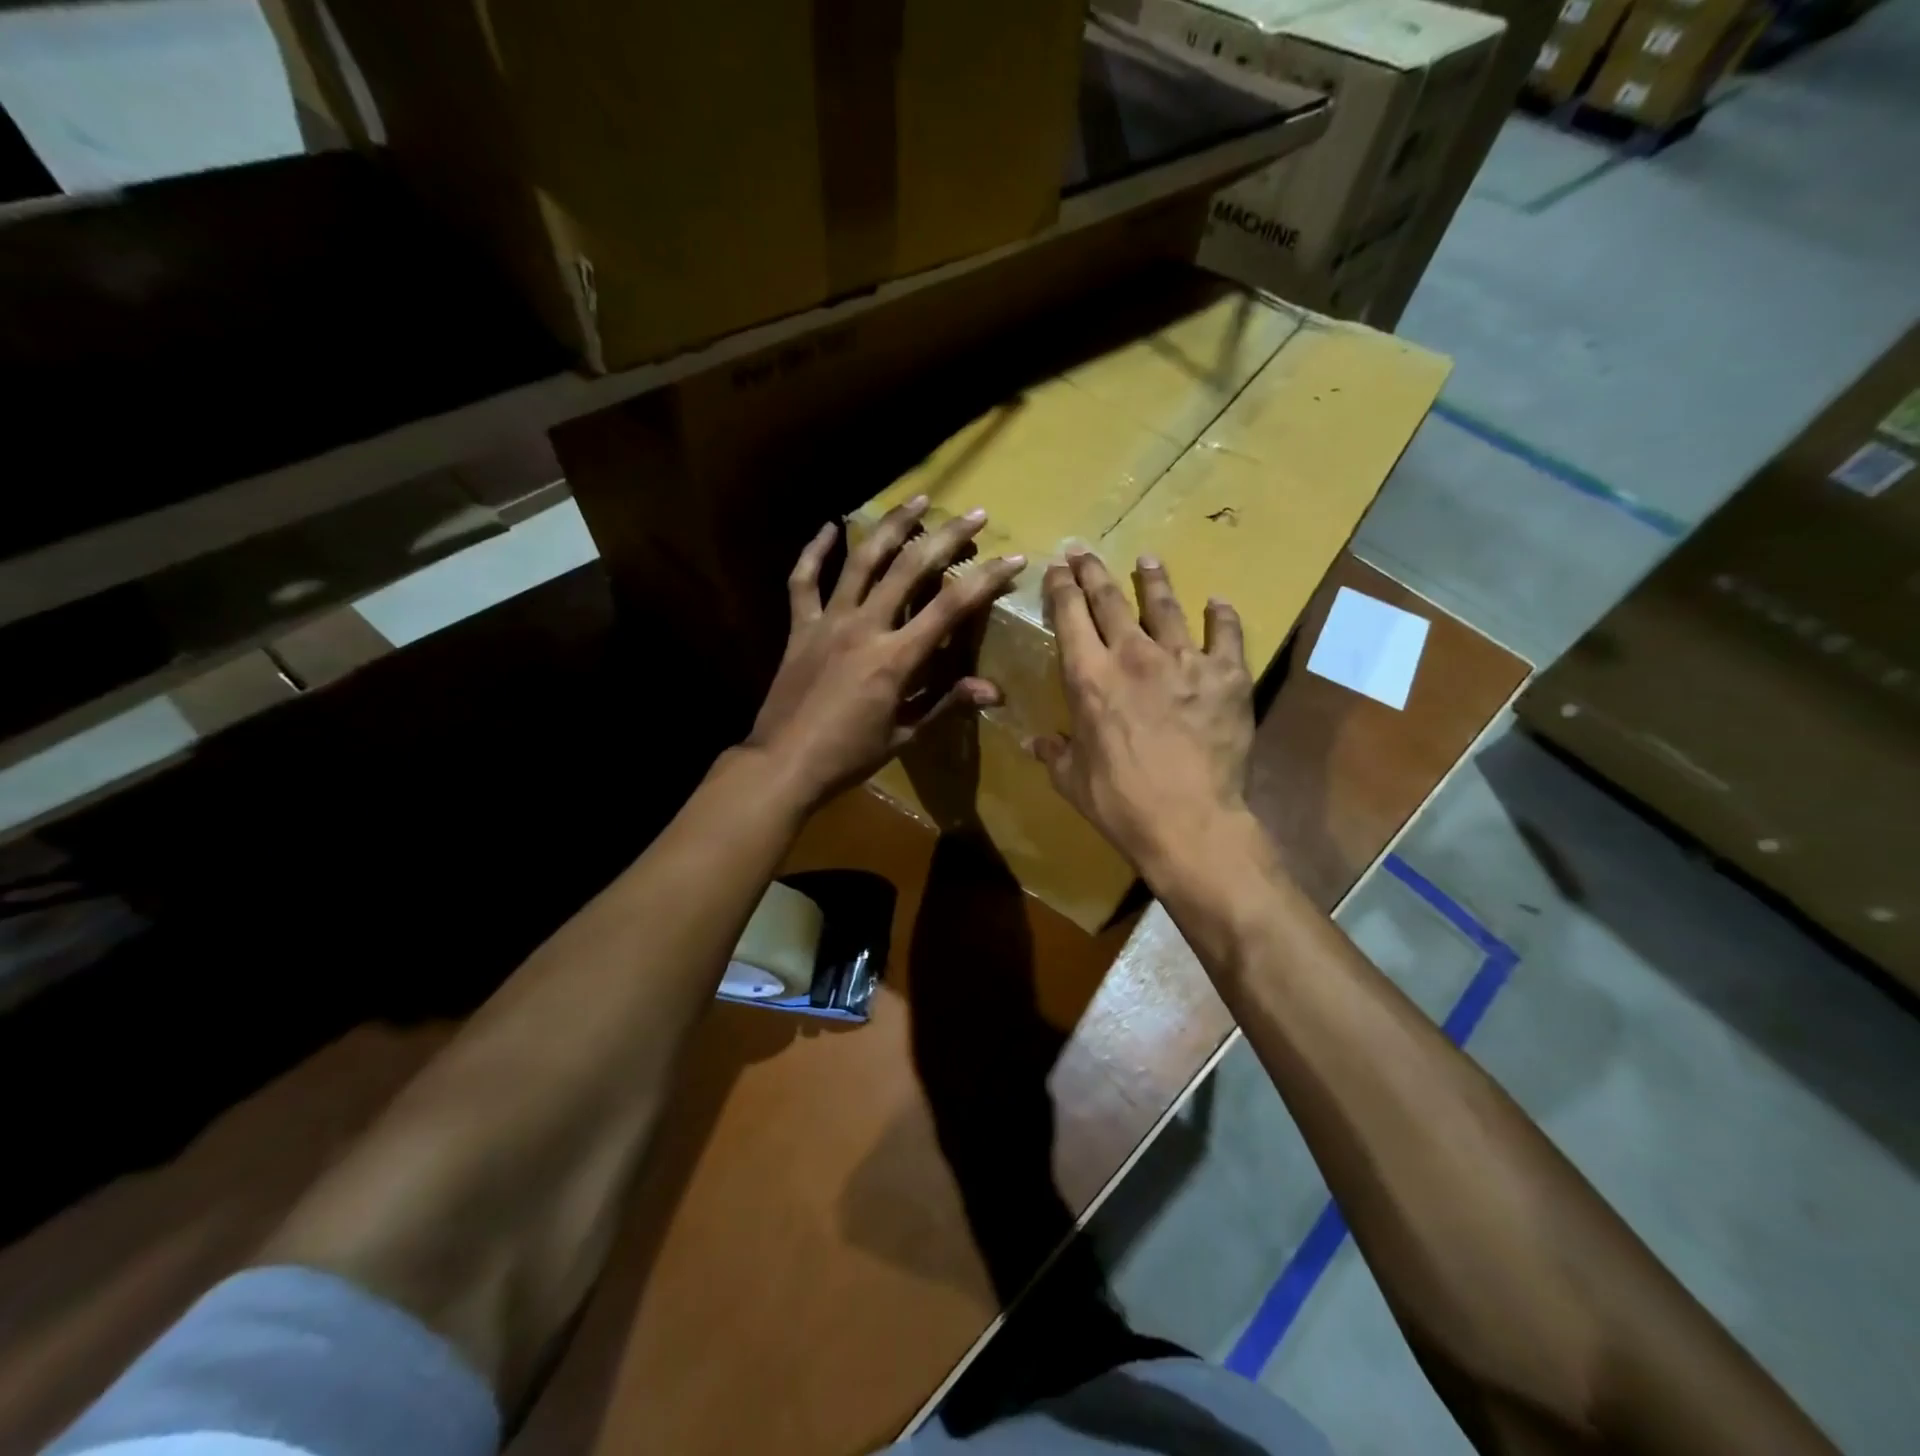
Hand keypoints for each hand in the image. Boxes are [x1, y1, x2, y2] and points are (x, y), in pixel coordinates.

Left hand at [746, 496, 1024, 808]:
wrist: (783, 764)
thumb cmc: (849, 756)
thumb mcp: (905, 735)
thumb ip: (946, 703)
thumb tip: (993, 690)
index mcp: (895, 658)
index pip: (951, 607)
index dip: (987, 580)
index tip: (1014, 560)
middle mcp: (864, 627)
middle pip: (911, 568)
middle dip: (948, 537)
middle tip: (975, 514)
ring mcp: (828, 621)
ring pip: (862, 561)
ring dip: (893, 526)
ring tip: (918, 499)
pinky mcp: (799, 627)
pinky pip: (804, 581)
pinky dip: (815, 551)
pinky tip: (830, 527)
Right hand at [1030, 551, 1253, 871]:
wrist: (1189, 820)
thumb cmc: (1120, 802)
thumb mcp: (1072, 780)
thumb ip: (1054, 754)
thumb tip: (1035, 743)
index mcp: (1089, 677)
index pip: (1069, 616)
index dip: (1062, 587)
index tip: (1058, 567)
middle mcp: (1133, 655)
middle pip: (1110, 599)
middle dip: (1094, 571)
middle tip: (1085, 550)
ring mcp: (1183, 660)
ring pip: (1165, 605)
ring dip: (1153, 580)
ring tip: (1148, 560)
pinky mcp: (1226, 675)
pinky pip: (1225, 633)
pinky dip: (1222, 615)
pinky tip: (1217, 603)